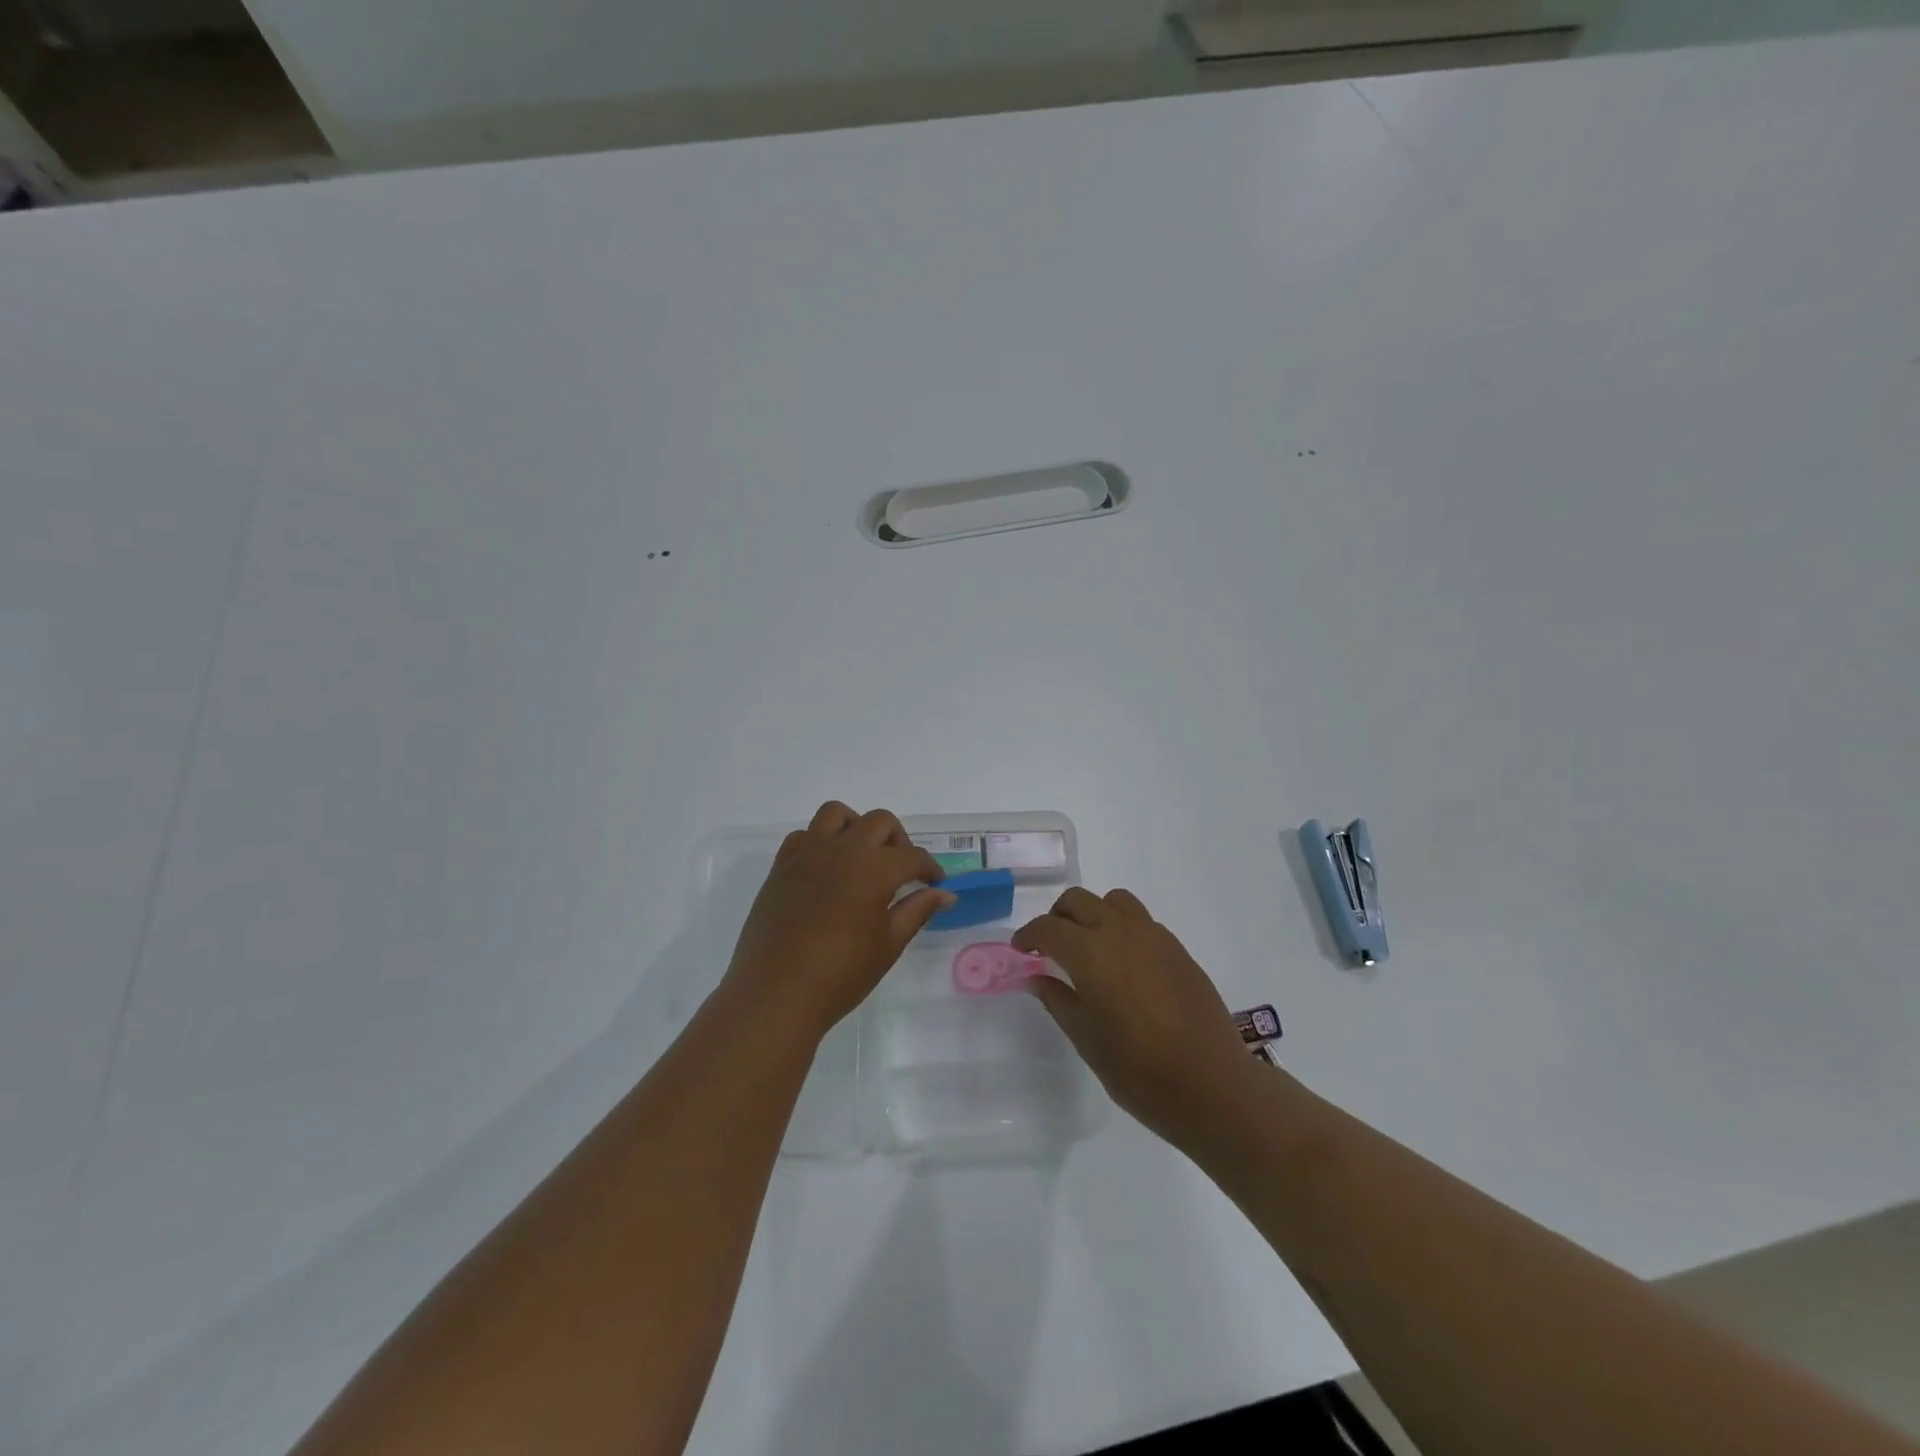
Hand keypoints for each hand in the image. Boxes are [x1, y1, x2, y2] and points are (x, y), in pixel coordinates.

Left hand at [722, 801, 953, 1039]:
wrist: (776, 993)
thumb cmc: (840, 975)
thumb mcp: (888, 945)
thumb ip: (917, 911)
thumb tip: (945, 894)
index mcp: (874, 869)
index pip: (913, 856)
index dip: (930, 868)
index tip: (935, 884)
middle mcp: (842, 850)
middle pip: (879, 822)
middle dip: (898, 841)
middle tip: (901, 871)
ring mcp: (807, 854)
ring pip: (836, 814)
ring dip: (856, 827)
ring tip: (861, 857)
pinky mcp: (781, 866)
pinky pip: (804, 835)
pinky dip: (820, 842)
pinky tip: (825, 870)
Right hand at [1015, 887, 1255, 1150]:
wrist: (1211, 1084)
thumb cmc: (1139, 1070)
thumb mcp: (1086, 1040)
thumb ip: (1058, 1001)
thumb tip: (1039, 978)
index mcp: (1090, 953)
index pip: (1048, 927)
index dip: (1028, 935)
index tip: (1020, 950)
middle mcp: (1120, 932)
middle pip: (1079, 900)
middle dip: (1057, 917)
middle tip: (1050, 946)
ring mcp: (1153, 936)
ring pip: (1113, 901)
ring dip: (1092, 913)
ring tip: (1089, 946)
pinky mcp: (1177, 948)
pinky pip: (1141, 920)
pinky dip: (1121, 927)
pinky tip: (1124, 963)